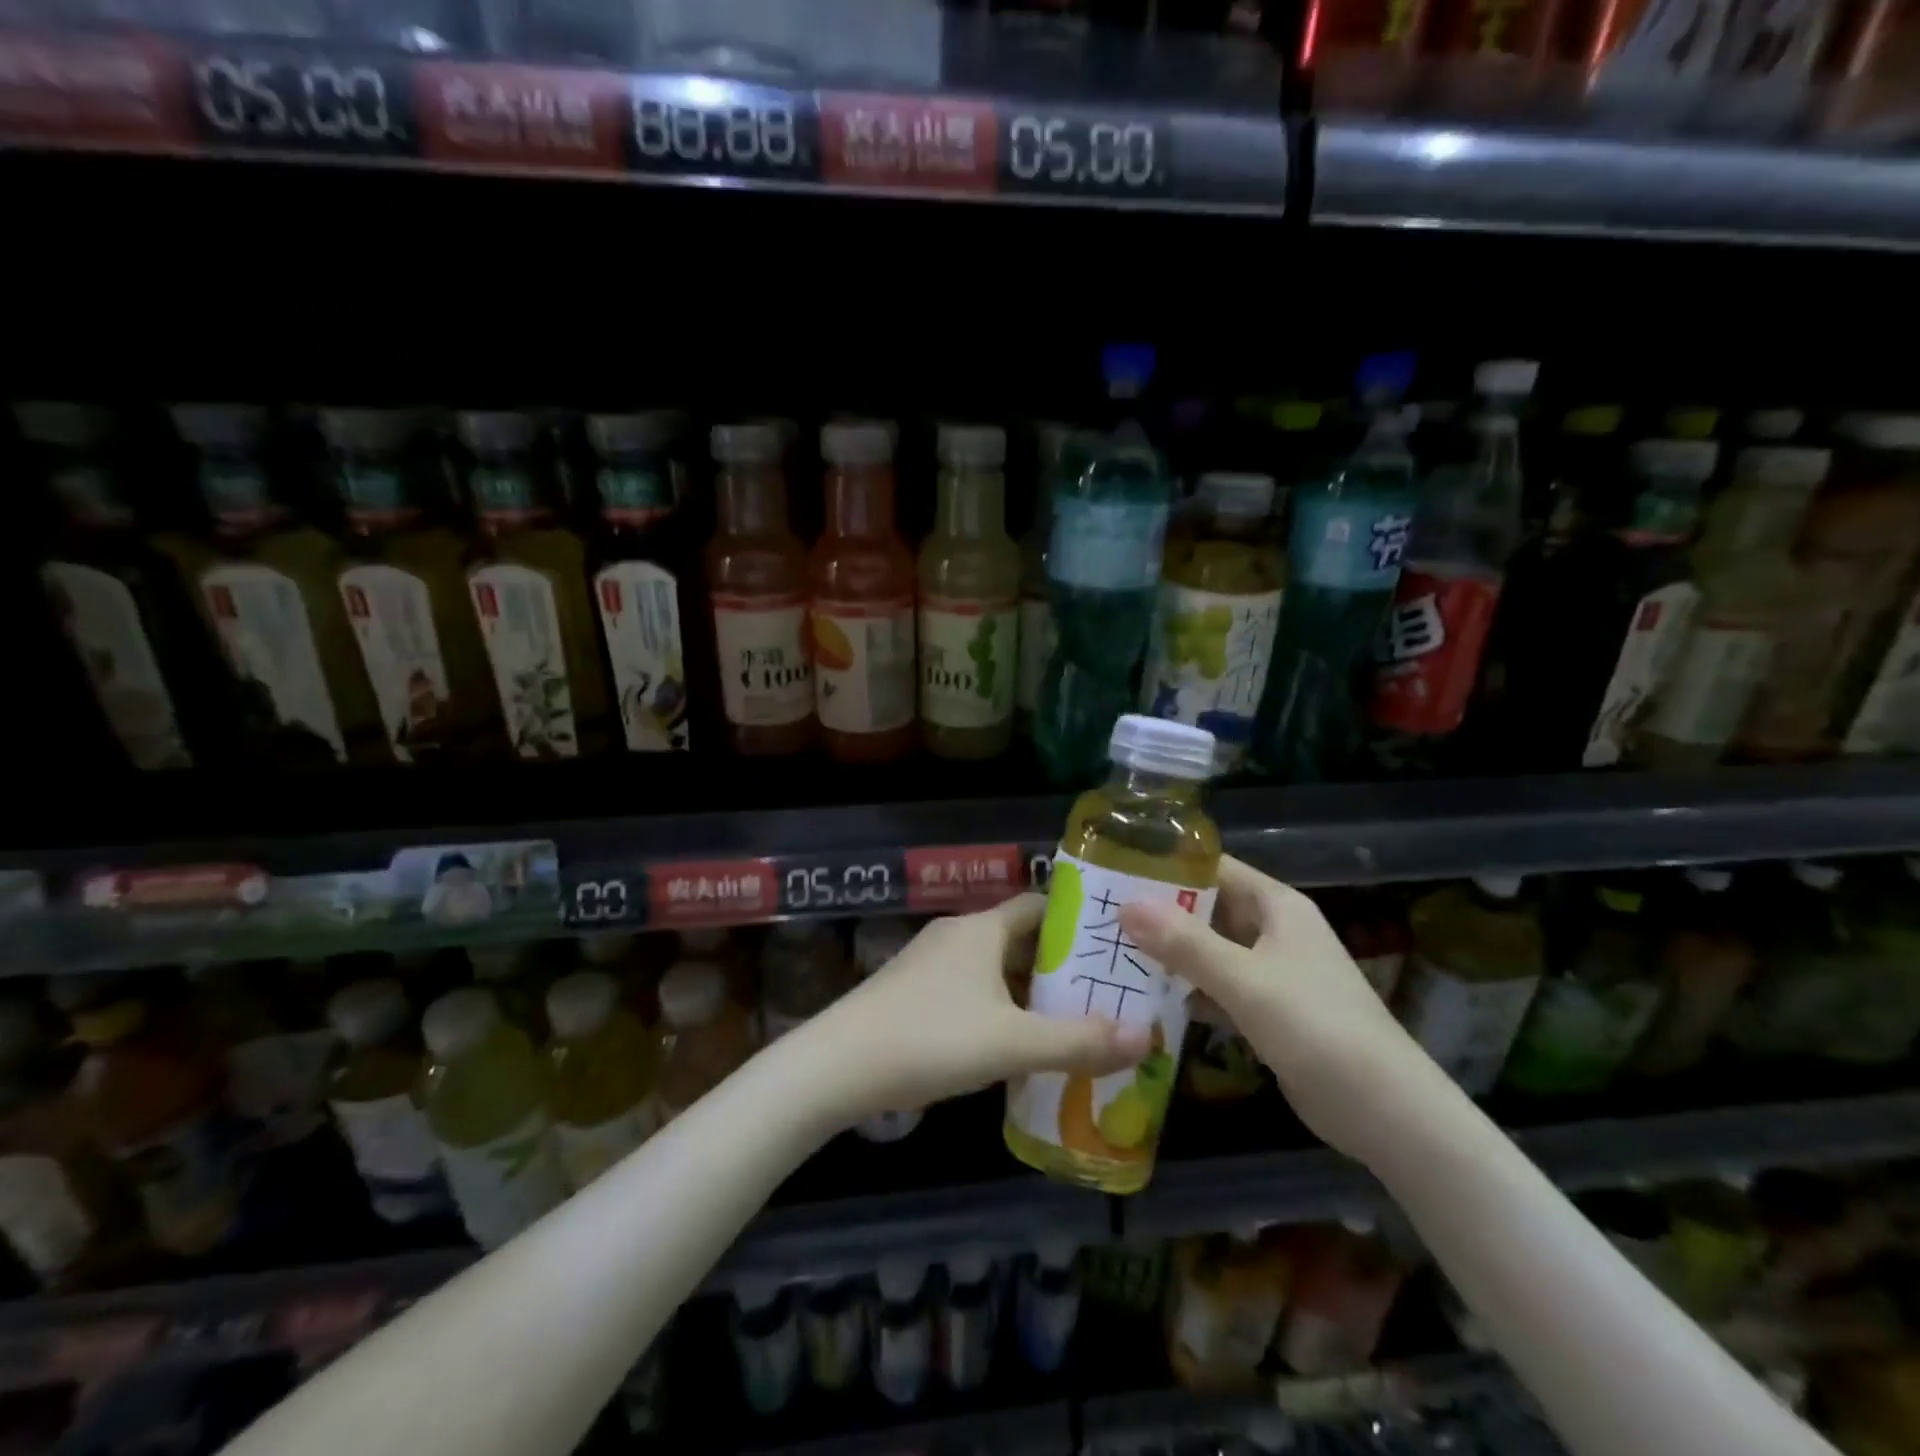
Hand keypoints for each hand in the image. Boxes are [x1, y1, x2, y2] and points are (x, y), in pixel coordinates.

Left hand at [802, 896, 1152, 1125]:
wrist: (836, 1067)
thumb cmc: (930, 1039)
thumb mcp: (1012, 1043)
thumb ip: (1079, 1041)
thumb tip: (1147, 1037)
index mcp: (981, 929)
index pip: (1039, 906)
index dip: (1076, 923)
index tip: (1112, 948)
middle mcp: (956, 935)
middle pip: (1019, 939)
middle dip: (1059, 965)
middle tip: (1104, 993)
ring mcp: (930, 964)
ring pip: (994, 968)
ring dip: (1028, 991)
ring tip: (1070, 1022)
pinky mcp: (912, 994)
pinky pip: (971, 990)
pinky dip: (999, 1008)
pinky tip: (1014, 1045)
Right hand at [1119, 857, 1446, 1167]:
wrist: (1387, 1113)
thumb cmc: (1317, 1029)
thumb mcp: (1245, 980)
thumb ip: (1184, 943)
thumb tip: (1124, 906)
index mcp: (1276, 906)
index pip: (1214, 868)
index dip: (1167, 866)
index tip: (1114, 872)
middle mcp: (1273, 932)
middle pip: (1208, 910)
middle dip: (1159, 913)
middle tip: (1101, 917)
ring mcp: (1271, 973)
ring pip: (1209, 951)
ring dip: (1169, 954)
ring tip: (1110, 953)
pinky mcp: (1267, 1012)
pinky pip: (1217, 989)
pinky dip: (1187, 992)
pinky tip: (1146, 999)